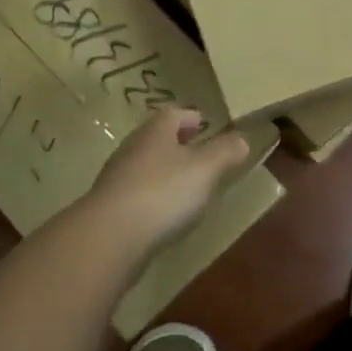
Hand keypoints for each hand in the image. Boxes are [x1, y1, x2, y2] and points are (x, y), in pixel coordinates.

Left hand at [80, 107, 250, 254]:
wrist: (109, 237)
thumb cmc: (163, 192)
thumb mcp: (206, 169)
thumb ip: (225, 151)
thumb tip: (242, 138)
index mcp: (156, 131)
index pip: (174, 113)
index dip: (191, 117)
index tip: (205, 124)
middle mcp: (133, 147)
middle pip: (157, 138)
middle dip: (178, 143)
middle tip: (200, 153)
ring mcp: (118, 178)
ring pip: (146, 165)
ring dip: (166, 171)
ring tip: (188, 185)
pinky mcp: (111, 207)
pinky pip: (138, 193)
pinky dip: (154, 197)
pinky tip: (167, 214)